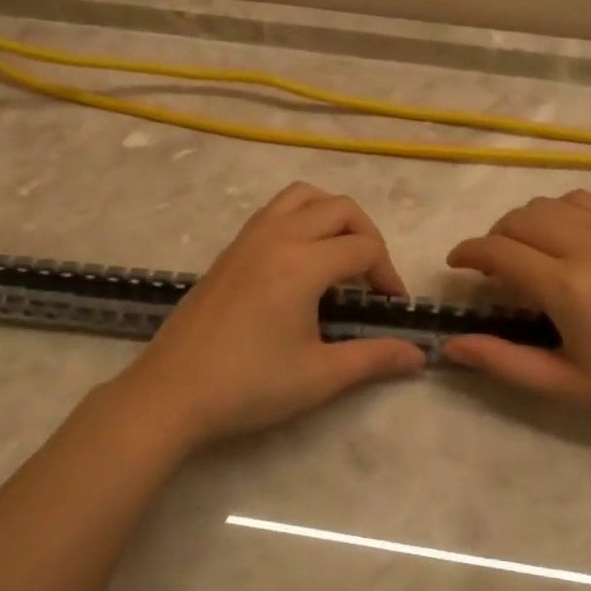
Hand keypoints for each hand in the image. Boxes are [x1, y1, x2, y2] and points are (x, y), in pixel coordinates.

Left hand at [113, 183, 425, 447]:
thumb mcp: (319, 376)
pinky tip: (299, 265)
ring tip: (339, 257)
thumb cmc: (249, 385)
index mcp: (303, 263)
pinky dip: (300, 220)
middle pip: (339, 208)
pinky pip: (274, 211)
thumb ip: (373, 358)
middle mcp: (277, 237)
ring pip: (302, 197)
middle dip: (367, 235)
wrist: (171, 393)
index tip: (392, 308)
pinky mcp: (229, 250)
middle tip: (371, 279)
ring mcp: (248, 239)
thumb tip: (419, 354)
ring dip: (331, 216)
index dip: (388, 275)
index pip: (364, 248)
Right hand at [443, 189, 590, 426]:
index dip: (467, 252)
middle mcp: (590, 246)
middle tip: (492, 269)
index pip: (499, 251)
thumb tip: (451, 345)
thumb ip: (504, 362)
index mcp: (569, 288)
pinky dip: (561, 211)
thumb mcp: (567, 386)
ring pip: (551, 203)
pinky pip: (586, 200)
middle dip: (494, 238)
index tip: (454, 264)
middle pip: (520, 219)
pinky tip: (567, 237)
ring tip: (528, 251)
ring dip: (526, 222)